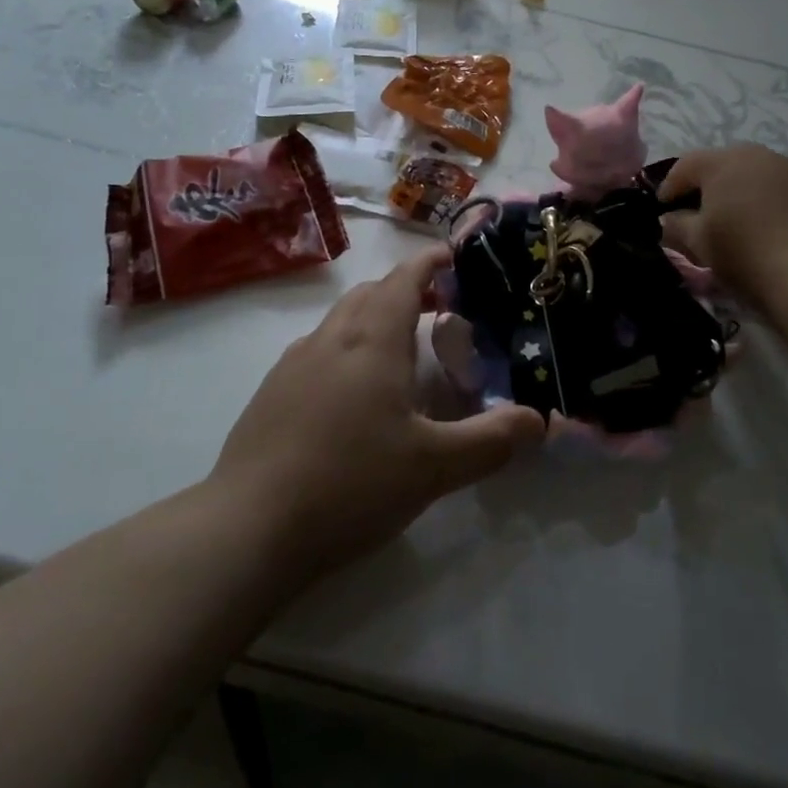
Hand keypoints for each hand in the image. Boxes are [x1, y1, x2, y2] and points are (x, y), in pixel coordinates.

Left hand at [207, 246, 544, 585]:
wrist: (248, 529)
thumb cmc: (350, 483)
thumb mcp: (436, 467)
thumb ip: (493, 440)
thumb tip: (540, 420)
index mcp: (372, 339)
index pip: (404, 278)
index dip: (432, 263)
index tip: (456, 258)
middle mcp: (330, 339)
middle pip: (371, 293)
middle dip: (407, 290)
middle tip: (441, 311)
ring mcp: (293, 364)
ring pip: (341, 321)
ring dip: (374, 319)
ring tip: (402, 353)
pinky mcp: (271, 394)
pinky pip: (318, 351)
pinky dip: (346, 350)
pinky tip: (355, 396)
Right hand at [659, 145, 787, 307]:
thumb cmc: (742, 252)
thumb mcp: (697, 242)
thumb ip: (676, 225)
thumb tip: (669, 219)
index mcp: (723, 161)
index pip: (685, 165)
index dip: (669, 187)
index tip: (662, 209)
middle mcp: (758, 155)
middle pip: (721, 165)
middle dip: (706, 186)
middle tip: (697, 212)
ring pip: (753, 175)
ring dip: (739, 192)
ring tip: (734, 220)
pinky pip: (779, 190)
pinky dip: (766, 203)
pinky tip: (765, 228)